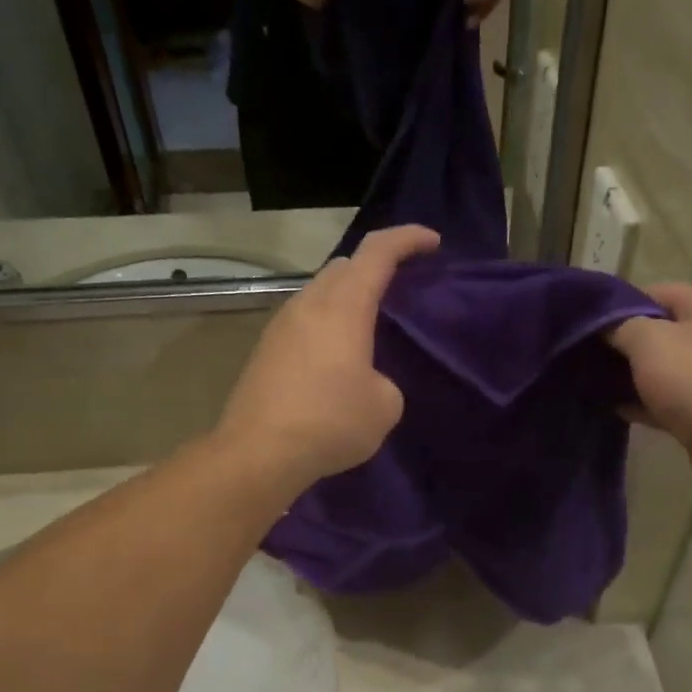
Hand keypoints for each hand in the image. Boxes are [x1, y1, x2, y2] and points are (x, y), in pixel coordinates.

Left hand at [216, 226, 441, 488]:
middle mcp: (309, 304)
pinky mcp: (265, 350)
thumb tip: (367, 379)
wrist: (258, 452)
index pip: (378, 251)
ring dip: (346, 298)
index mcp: (344, 306)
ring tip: (367, 328)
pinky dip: (326, 324)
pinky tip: (335, 358)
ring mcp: (280, 325)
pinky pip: (303, 321)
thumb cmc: (330, 422)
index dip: (408, 238)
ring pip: (319, 292)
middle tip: (398, 289)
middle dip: (374, 267)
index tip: (432, 243)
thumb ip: (385, 380)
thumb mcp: (384, 405)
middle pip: (344, 266)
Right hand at [607, 284, 691, 499]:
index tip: (589, 323)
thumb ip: (620, 326)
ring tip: (593, 382)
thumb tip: (604, 326)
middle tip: (587, 354)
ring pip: (662, 368)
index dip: (620, 304)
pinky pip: (667, 399)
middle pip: (659, 331)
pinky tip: (615, 409)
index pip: (656, 292)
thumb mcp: (649, 341)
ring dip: (631, 376)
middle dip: (623, 343)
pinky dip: (644, 403)